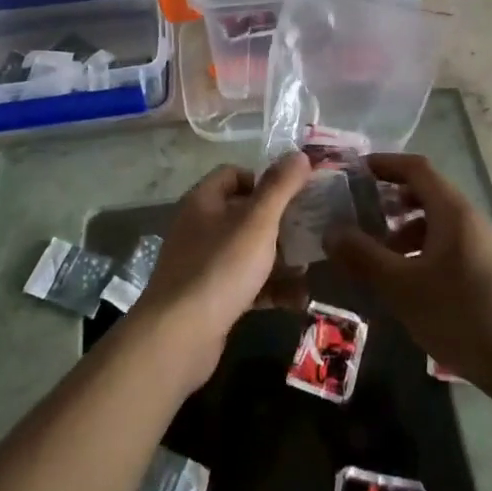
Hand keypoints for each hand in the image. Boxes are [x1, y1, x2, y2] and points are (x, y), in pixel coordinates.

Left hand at [131, 155, 313, 389]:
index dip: (264, 179)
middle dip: (279, 222)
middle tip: (311, 229)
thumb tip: (300, 154)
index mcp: (203, 202)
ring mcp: (203, 265)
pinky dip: (270, 288)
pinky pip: (246, 285)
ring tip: (311, 267)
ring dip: (279, 258)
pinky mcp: (210, 298)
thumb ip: (280, 187)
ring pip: (248, 252)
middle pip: (243, 214)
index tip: (294, 193)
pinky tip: (298, 299)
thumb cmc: (220, 268)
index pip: (233, 175)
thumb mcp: (257, 222)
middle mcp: (199, 228)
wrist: (180, 336)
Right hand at [325, 153, 491, 390]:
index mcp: (453, 212)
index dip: (384, 164)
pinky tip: (408, 279)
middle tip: (358, 213)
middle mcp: (471, 219)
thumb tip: (331, 232)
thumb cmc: (459, 315)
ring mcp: (483, 244)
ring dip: (404, 228)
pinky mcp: (488, 269)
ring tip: (378, 253)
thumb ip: (363, 256)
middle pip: (427, 192)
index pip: (416, 168)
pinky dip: (422, 247)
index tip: (354, 171)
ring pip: (437, 221)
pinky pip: (449, 243)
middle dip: (390, 199)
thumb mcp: (401, 287)